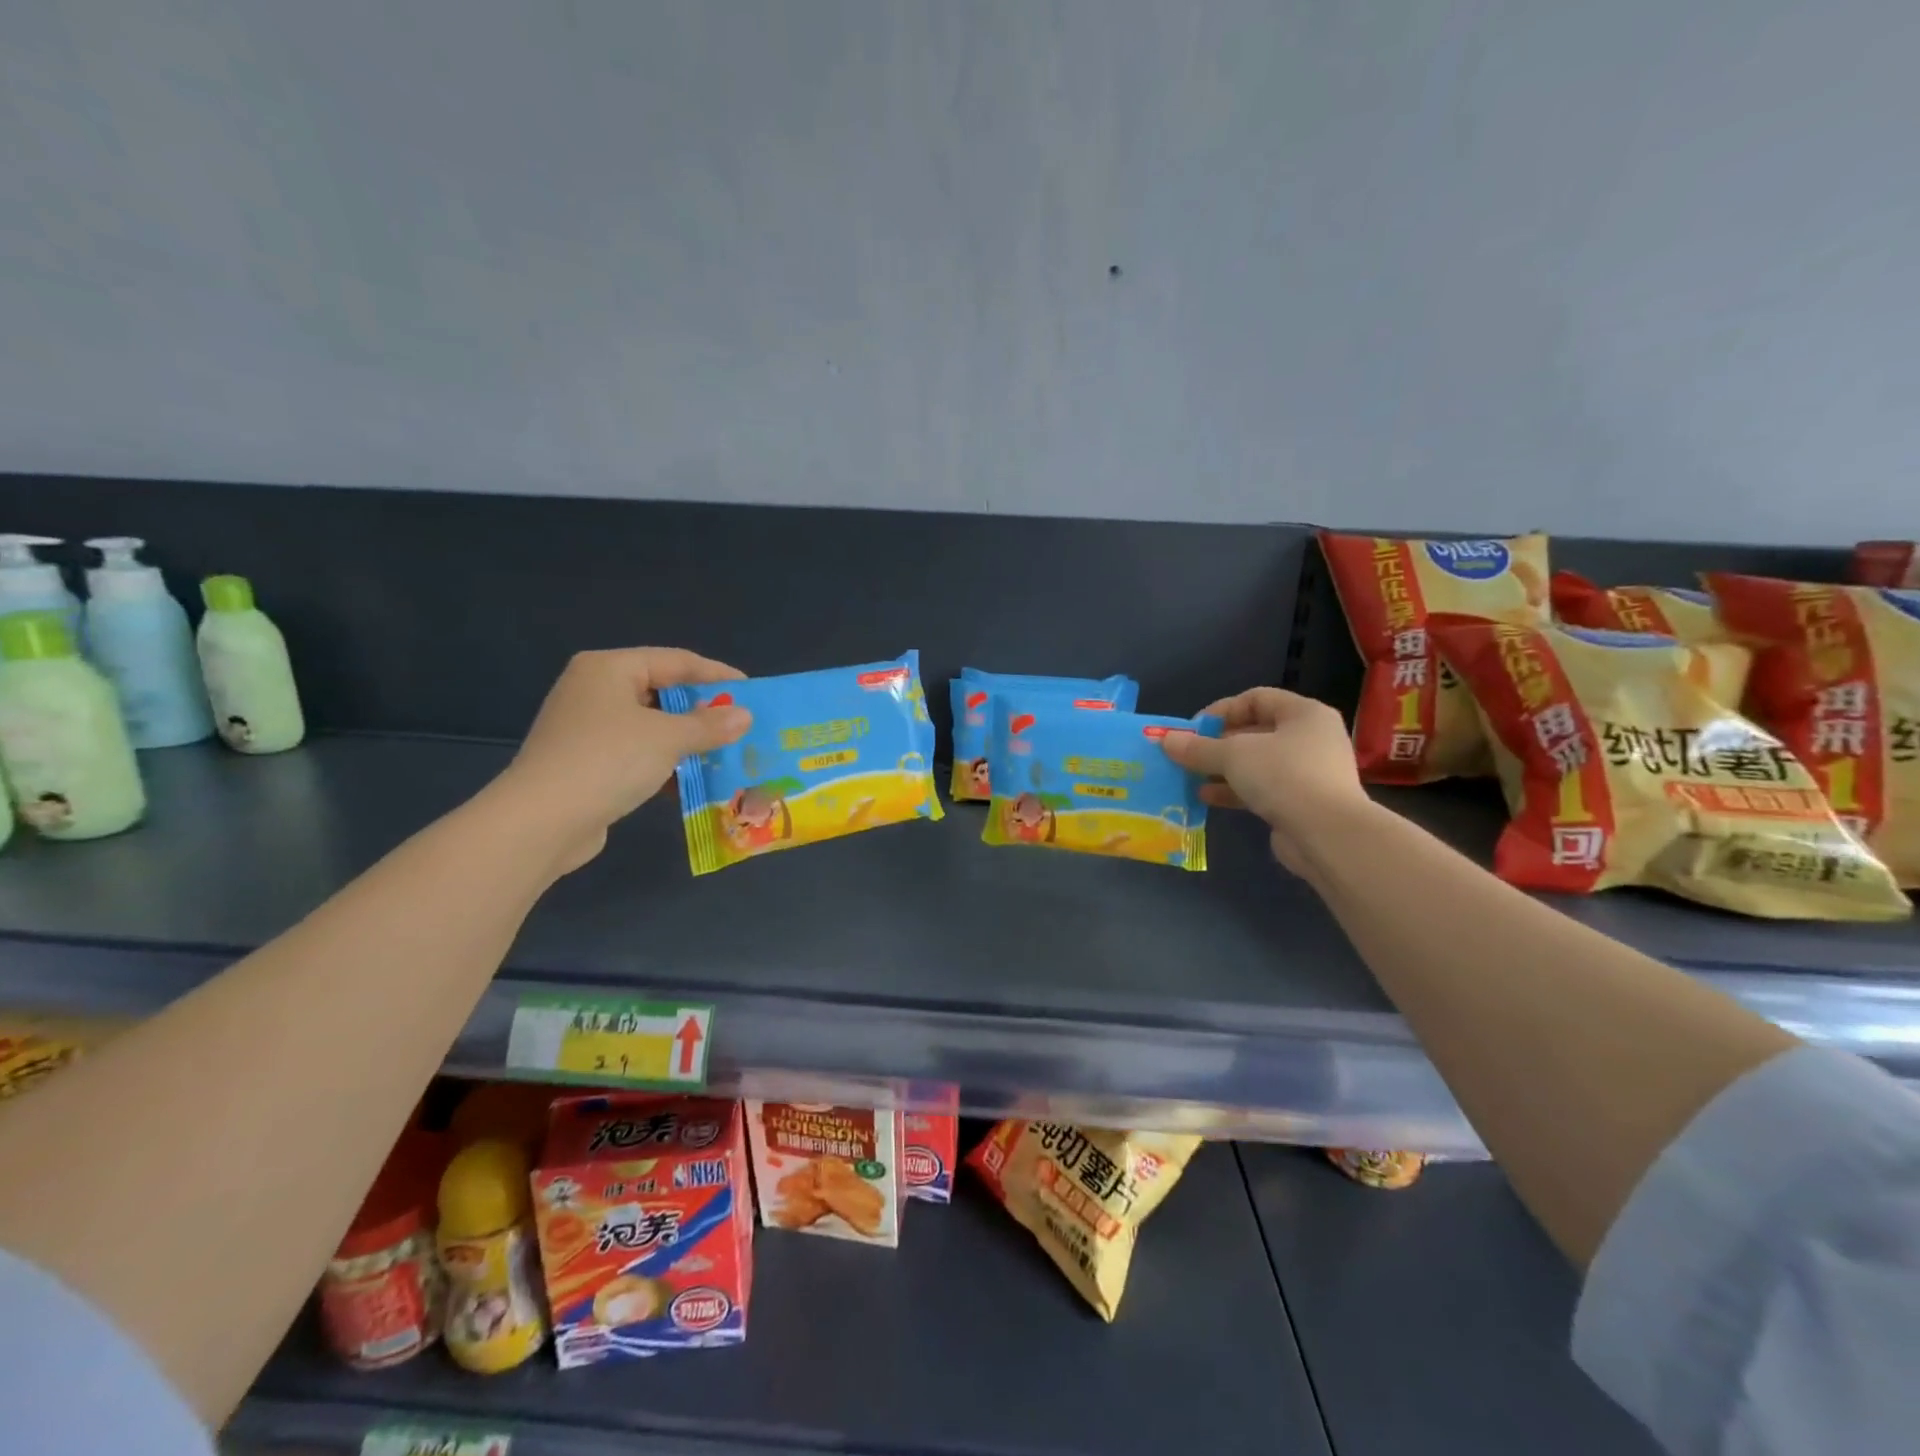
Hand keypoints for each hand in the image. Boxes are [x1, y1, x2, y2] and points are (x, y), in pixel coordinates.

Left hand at [495, 648, 751, 872]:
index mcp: (609, 668)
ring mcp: (586, 727)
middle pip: (661, 691)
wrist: (541, 821)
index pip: (676, 661)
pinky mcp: (585, 762)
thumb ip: (709, 725)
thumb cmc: (608, 761)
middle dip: (702, 710)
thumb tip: (744, 716)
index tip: (752, 692)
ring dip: (686, 739)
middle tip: (740, 724)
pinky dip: (664, 761)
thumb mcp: (668, 738)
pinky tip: (691, 778)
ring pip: (650, 725)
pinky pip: (636, 752)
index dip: (717, 675)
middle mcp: (594, 690)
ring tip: (724, 752)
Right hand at [1160, 687, 1368, 873]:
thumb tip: (1165, 741)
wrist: (1328, 834)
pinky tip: (1207, 797)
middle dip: (1217, 744)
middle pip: (1255, 732)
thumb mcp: (1233, 755)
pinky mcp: (1303, 802)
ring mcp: (1310, 772)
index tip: (1193, 730)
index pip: (1256, 699)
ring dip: (1222, 769)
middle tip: (1188, 755)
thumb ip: (1198, 747)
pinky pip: (1263, 789)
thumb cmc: (1283, 776)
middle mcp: (1311, 738)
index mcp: (1304, 714)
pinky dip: (1235, 790)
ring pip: (1257, 763)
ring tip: (1191, 777)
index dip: (1221, 711)